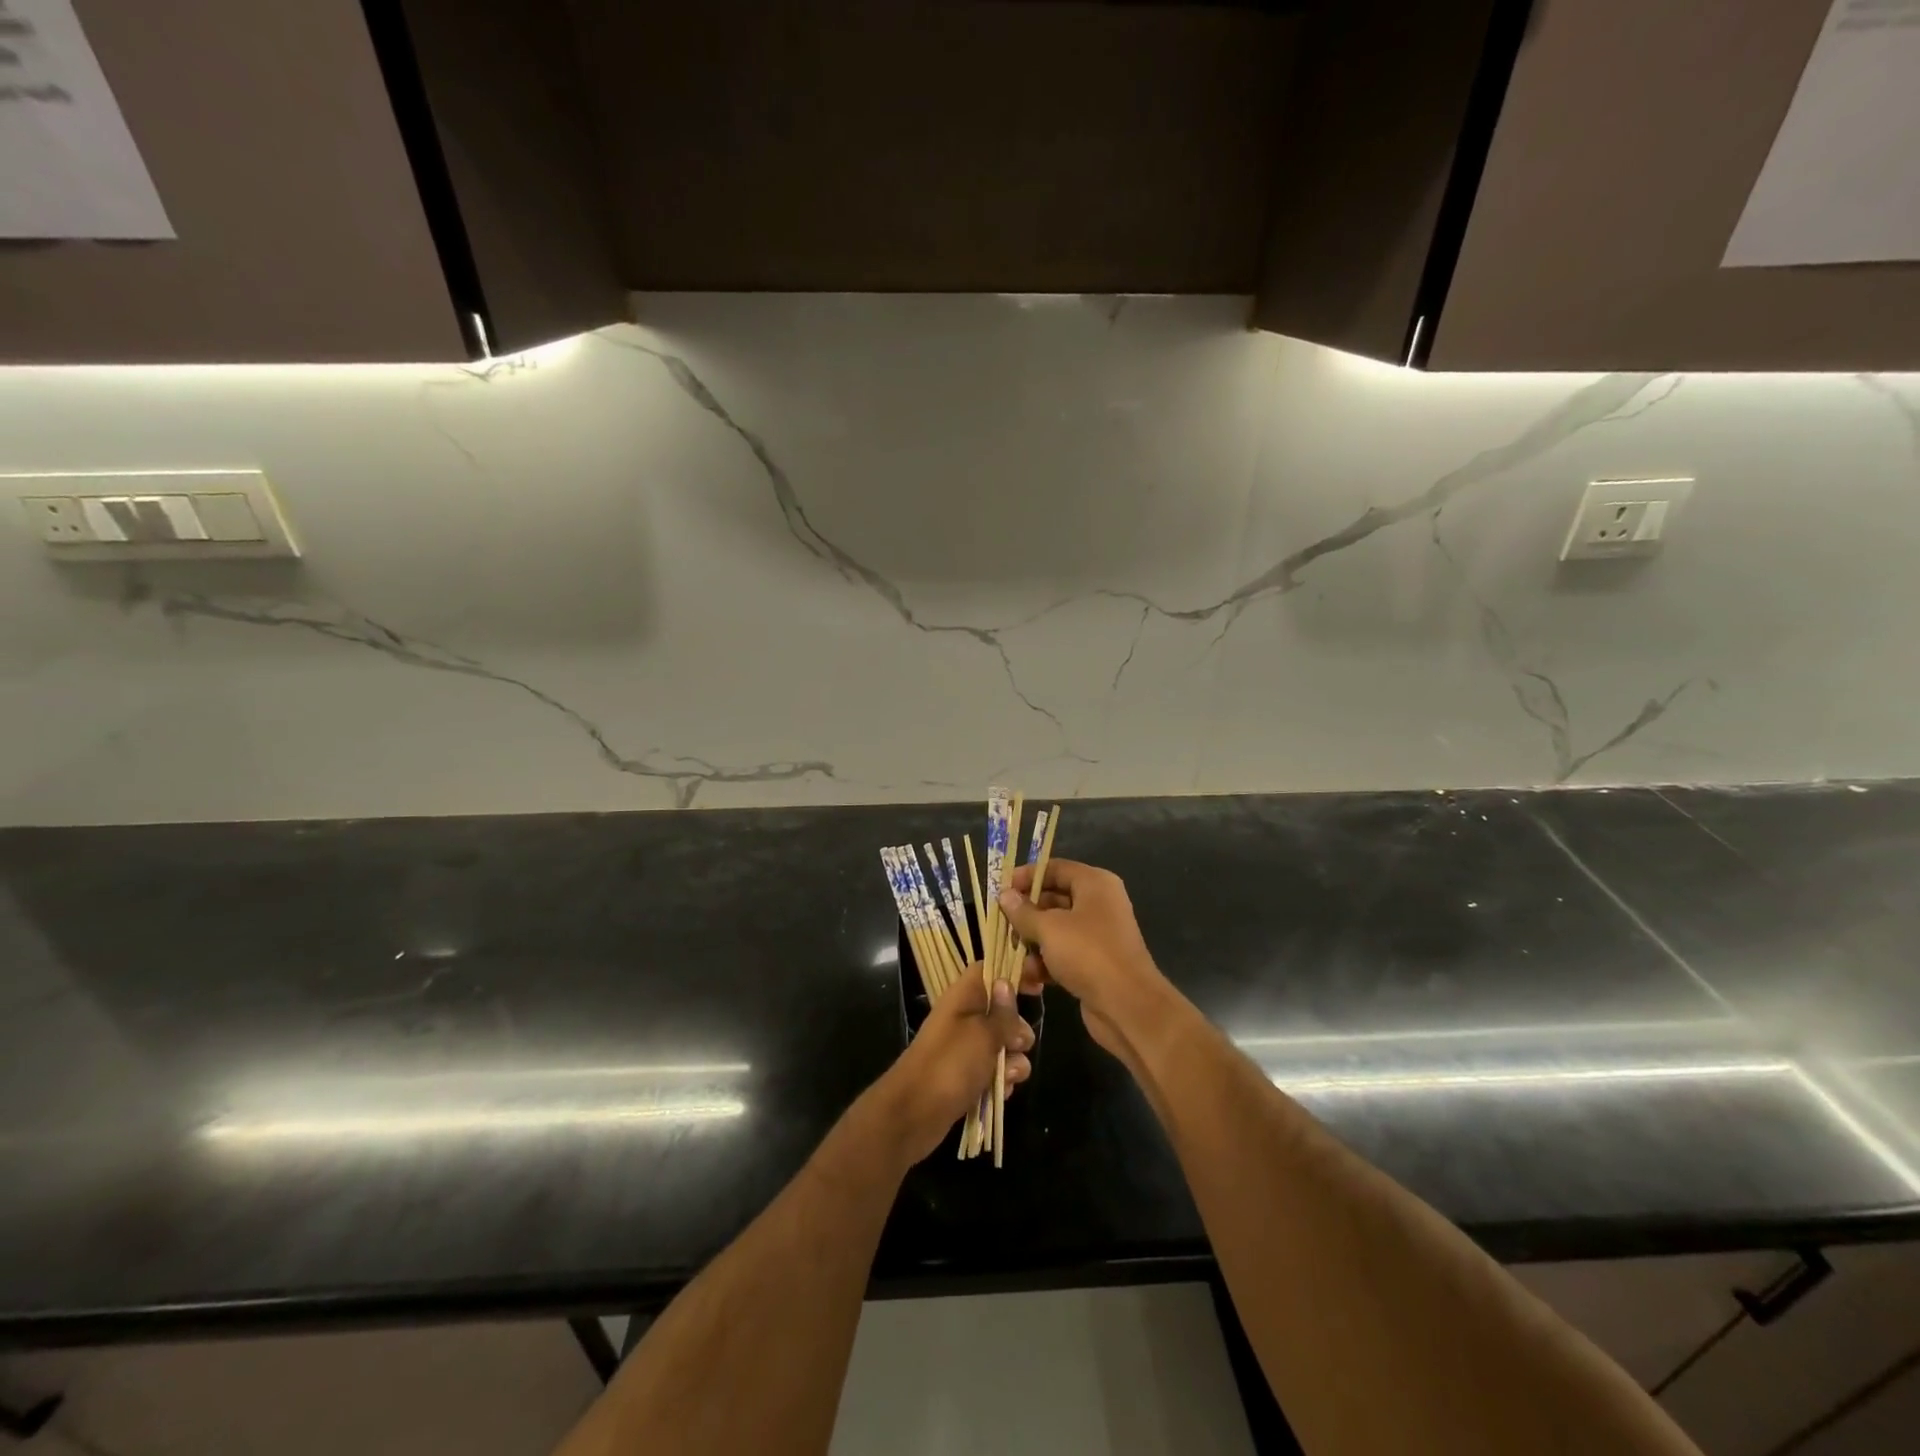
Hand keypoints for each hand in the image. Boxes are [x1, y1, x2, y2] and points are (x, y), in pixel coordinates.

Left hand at [871, 972, 1031, 1165]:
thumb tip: (1006, 982)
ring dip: (1013, 1061)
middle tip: (1015, 1043)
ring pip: (1004, 1046)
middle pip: (1003, 1012)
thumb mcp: (983, 1034)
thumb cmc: (950, 1064)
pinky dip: (1001, 1081)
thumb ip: (1003, 1013)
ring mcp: (966, 1048)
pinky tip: (999, 1092)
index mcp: (964, 997)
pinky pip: (995, 1071)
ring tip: (1006, 1076)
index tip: (1039, 985)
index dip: (1014, 972)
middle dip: (1018, 1030)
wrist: (914, 1114)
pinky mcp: (967, 1075)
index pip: (990, 970)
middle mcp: (965, 1018)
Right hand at [1000, 860, 1174, 1070]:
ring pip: (1055, 930)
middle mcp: (1098, 904)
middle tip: (1001, 926)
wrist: (1127, 1006)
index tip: (1001, 890)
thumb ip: (1023, 911)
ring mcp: (1097, 935)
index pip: (1055, 868)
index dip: (1027, 876)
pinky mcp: (1094, 963)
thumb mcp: (1049, 928)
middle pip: (1053, 899)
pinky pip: (1063, 954)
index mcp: (1094, 884)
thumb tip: (1005, 895)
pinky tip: (1029, 978)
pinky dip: (1045, 963)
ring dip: (1032, 943)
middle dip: (1026, 914)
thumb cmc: (1088, 954)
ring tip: (1012, 956)